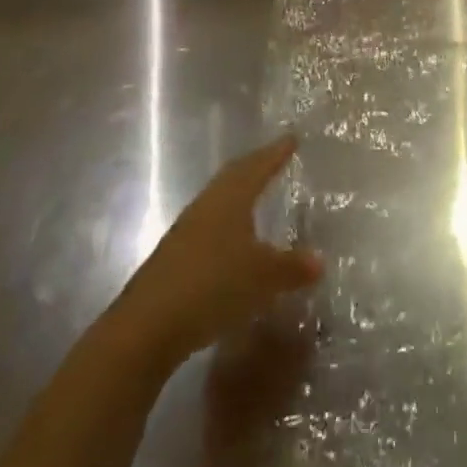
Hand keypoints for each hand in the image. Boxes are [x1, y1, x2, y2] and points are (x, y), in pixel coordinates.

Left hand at [119, 136, 322, 368]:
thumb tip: (319, 260)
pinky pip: (208, 225)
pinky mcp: (174, 256)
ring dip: (239, 193)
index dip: (276, 153)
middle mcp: (207, 206)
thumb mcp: (263, 278)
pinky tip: (233, 239)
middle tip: (274, 157)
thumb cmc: (212, 287)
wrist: (146, 328)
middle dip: (255, 165)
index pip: (257, 167)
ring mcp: (186, 231)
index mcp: (231, 199)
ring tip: (256, 193)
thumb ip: (292, 267)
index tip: (291, 138)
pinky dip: (227, 222)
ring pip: (218, 200)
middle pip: (233, 176)